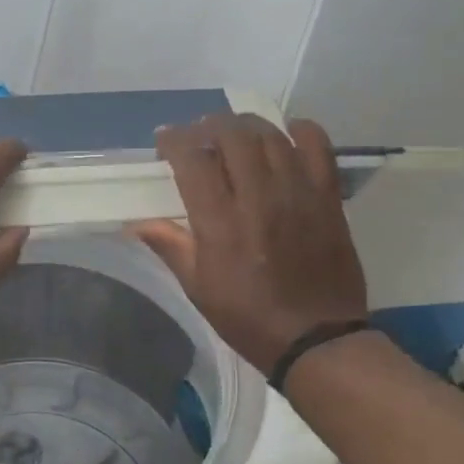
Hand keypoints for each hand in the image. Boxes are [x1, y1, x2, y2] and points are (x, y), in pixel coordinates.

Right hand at [129, 115, 366, 375]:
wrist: (316, 338)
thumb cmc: (247, 317)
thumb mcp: (198, 287)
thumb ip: (170, 246)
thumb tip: (136, 223)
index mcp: (220, 223)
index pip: (193, 159)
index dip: (174, 140)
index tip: (164, 141)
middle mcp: (258, 198)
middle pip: (232, 135)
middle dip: (208, 126)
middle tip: (199, 135)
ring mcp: (298, 193)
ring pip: (270, 135)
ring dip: (245, 126)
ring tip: (234, 134)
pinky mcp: (328, 198)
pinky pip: (318, 146)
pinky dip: (299, 131)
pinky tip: (285, 135)